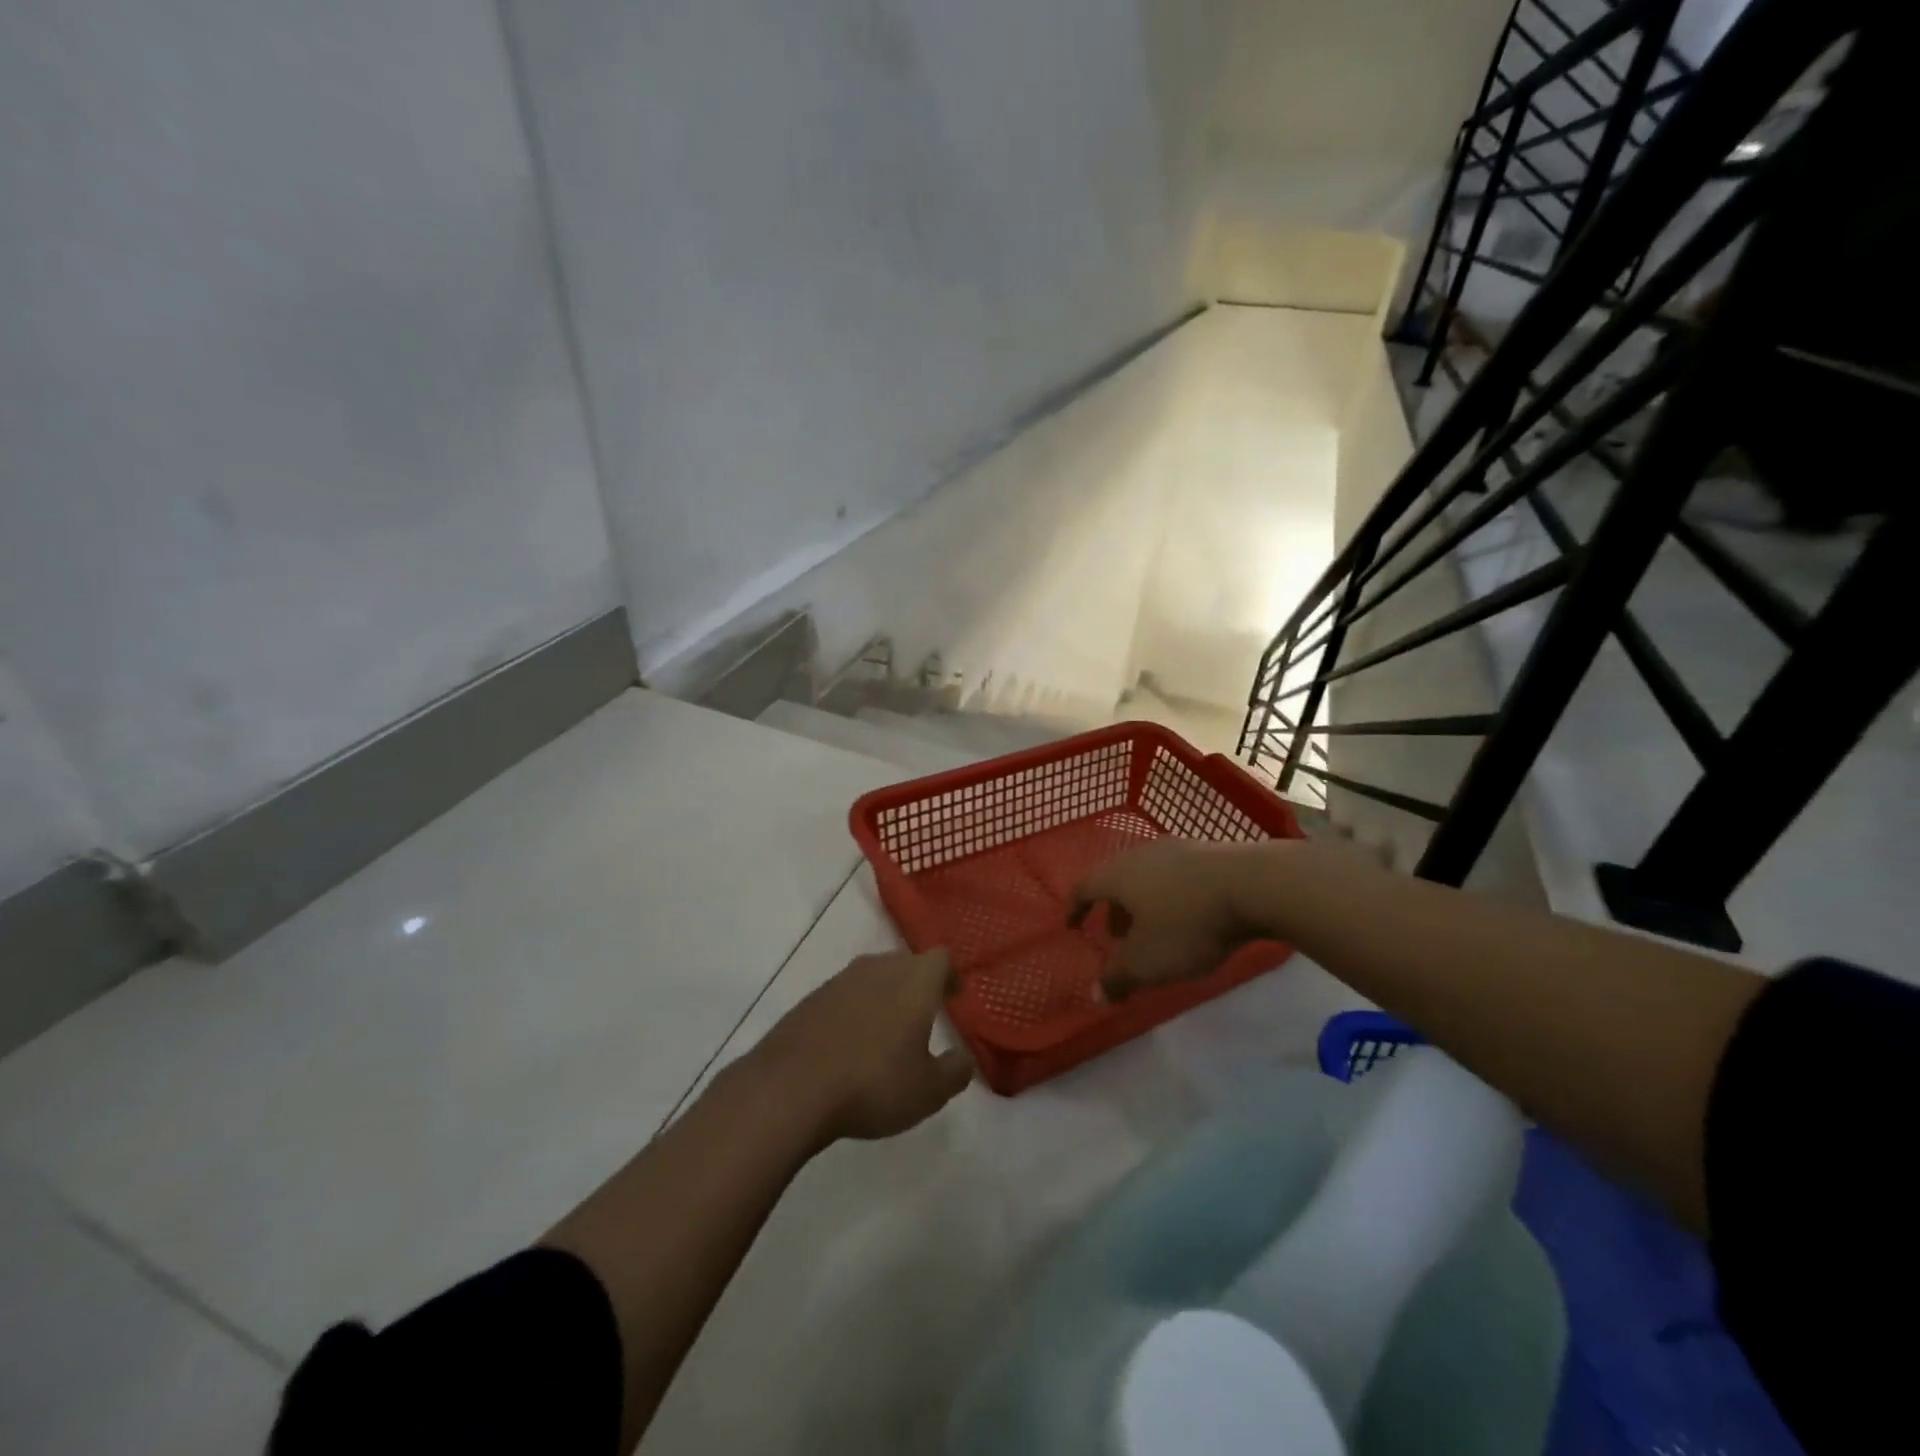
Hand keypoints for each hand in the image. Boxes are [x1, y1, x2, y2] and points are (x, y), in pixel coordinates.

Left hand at [752, 949, 974, 1143]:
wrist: (791, 1087)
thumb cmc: (873, 1083)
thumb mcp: (928, 1091)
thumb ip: (954, 1072)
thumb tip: (964, 1059)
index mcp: (914, 980)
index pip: (940, 959)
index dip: (949, 975)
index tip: (953, 995)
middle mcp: (878, 968)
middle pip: (905, 962)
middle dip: (917, 983)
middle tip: (924, 1013)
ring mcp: (840, 980)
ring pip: (872, 977)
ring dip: (884, 996)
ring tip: (887, 1030)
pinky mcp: (811, 998)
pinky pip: (844, 996)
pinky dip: (854, 1011)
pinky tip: (850, 1042)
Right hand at [1069, 839, 1273, 1000]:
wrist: (1255, 885)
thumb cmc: (1188, 923)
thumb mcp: (1148, 962)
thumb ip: (1118, 978)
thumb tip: (1095, 994)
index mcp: (1118, 874)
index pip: (1084, 887)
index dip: (1075, 908)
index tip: (1071, 925)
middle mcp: (1141, 854)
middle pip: (1116, 879)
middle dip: (1113, 908)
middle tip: (1116, 936)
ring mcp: (1178, 849)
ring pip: (1147, 876)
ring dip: (1143, 902)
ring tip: (1153, 930)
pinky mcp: (1209, 852)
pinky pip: (1175, 875)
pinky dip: (1169, 895)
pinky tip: (1187, 915)